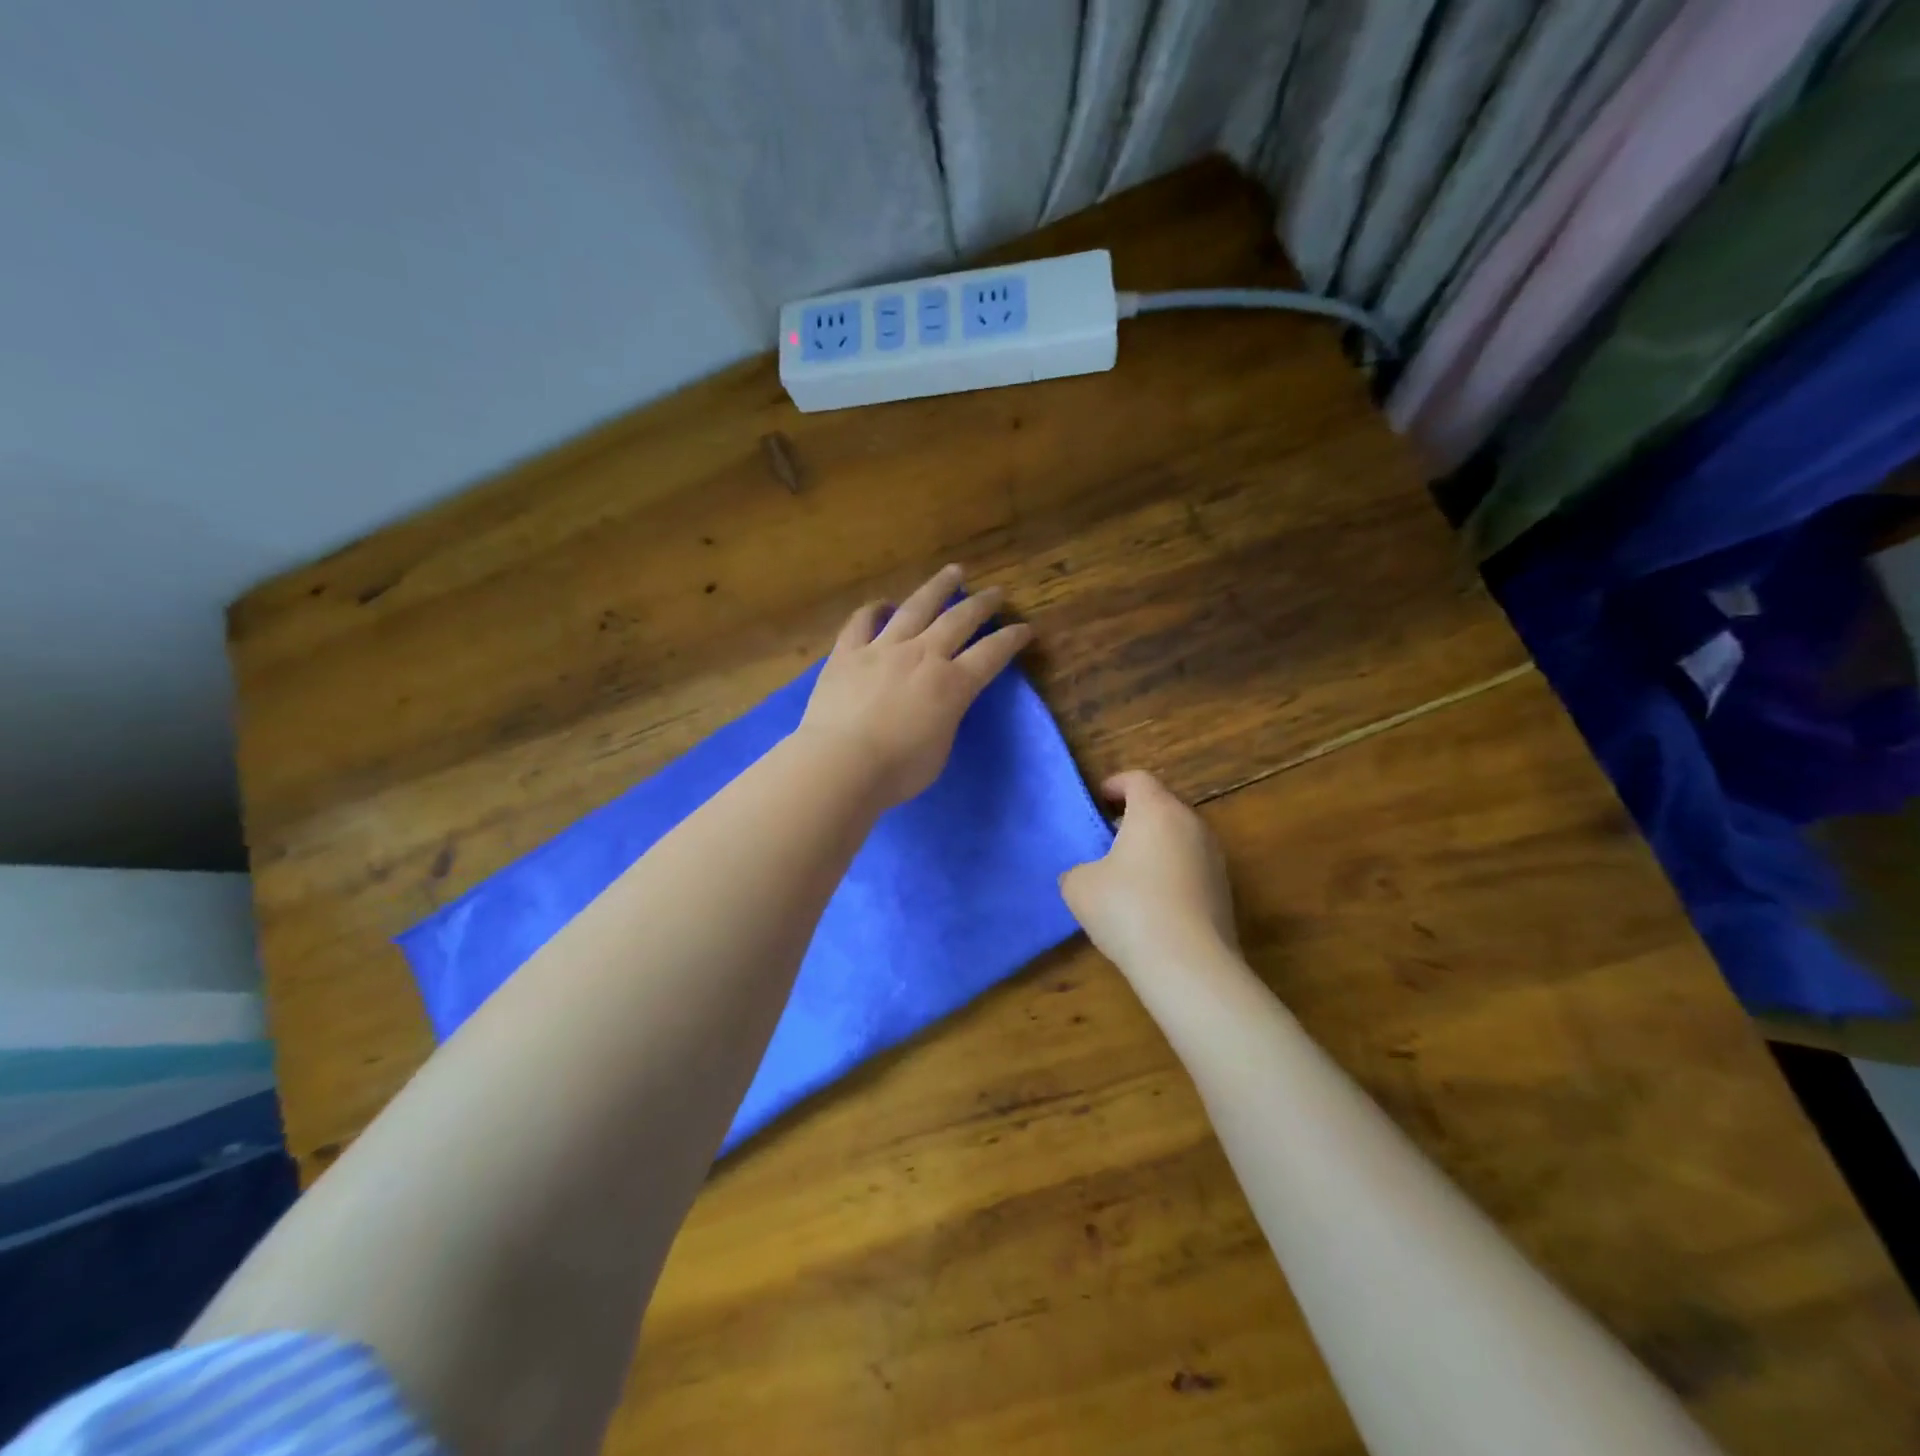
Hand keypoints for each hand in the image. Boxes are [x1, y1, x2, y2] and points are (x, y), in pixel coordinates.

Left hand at [798, 565, 1033, 807]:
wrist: (840, 765)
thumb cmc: (897, 771)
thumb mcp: (940, 750)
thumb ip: (946, 718)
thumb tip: (940, 704)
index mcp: (952, 684)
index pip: (992, 654)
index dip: (1012, 639)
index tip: (1025, 628)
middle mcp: (922, 655)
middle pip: (959, 619)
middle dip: (982, 604)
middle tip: (996, 592)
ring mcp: (882, 648)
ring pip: (916, 607)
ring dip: (938, 587)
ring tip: (953, 572)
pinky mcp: (847, 652)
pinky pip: (862, 621)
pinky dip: (874, 608)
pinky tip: (883, 603)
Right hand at [1060, 771, 1237, 970]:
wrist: (1188, 964)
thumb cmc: (1127, 909)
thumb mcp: (1078, 886)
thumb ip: (1078, 869)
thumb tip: (1088, 875)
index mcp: (1156, 810)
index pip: (1137, 779)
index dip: (1114, 785)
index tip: (1097, 802)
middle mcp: (1191, 824)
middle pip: (1161, 806)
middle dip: (1133, 818)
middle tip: (1107, 841)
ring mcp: (1214, 858)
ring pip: (1178, 838)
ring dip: (1154, 848)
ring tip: (1127, 877)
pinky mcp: (1224, 890)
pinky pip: (1190, 868)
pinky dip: (1171, 875)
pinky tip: (1151, 907)